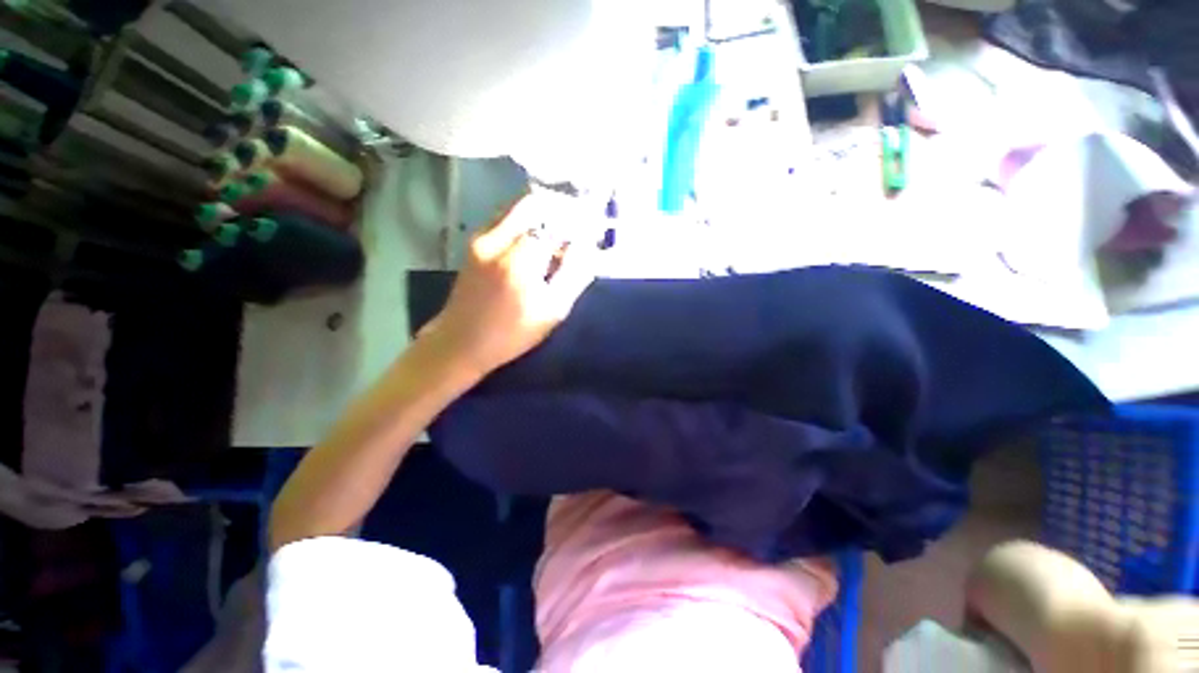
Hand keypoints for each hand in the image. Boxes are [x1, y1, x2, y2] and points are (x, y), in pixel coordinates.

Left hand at [422, 194, 597, 376]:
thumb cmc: (512, 333)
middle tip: (572, 230)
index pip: (554, 222)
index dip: (574, 224)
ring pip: (515, 207)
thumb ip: (574, 275)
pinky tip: (533, 244)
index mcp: (519, 259)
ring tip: (555, 238)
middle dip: (557, 210)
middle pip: (531, 202)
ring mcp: (480, 238)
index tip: (586, 235)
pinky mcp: (473, 243)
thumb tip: (587, 247)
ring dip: (540, 215)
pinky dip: (523, 223)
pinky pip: (504, 219)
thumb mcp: (553, 311)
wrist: (461, 342)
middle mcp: (496, 239)